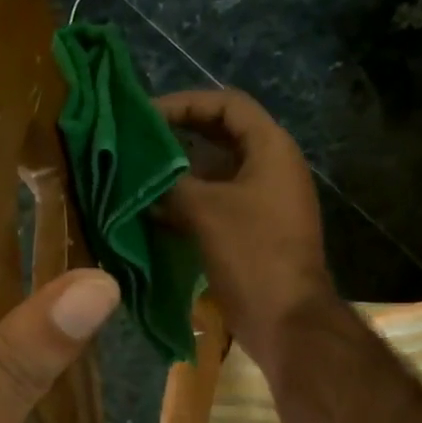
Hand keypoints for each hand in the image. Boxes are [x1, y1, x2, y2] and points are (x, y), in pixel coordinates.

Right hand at [153, 89, 332, 364]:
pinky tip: (152, 213)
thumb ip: (169, 183)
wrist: (286, 319)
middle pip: (220, 137)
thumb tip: (139, 173)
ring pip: (216, 175)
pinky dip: (188, 205)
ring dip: (179, 175)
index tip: (144, 115)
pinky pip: (217, 206)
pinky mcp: (254, 233)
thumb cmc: (251, 254)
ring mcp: (264, 203)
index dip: (185, 102)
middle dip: (178, 138)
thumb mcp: (204, 211)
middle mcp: (272, 168)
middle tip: (135, 143)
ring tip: (137, 177)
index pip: (227, 105)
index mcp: (271, 149)